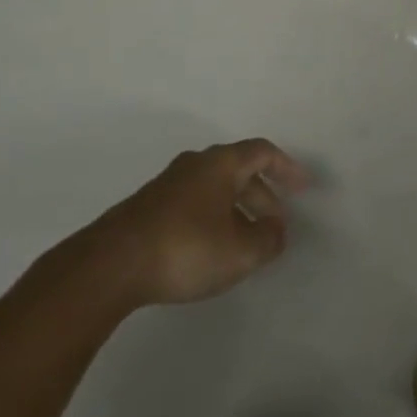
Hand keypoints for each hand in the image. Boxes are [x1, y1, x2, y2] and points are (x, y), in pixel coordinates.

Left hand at [84, 139, 311, 307]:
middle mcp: (196, 164)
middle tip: (276, 226)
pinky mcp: (150, 207)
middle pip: (238, 170)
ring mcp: (169, 184)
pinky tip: (211, 249)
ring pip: (215, 188)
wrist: (112, 263)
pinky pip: (195, 203)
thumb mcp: (239, 251)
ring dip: (237, 209)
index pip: (262, 152)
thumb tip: (277, 230)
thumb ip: (267, 240)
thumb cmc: (185, 248)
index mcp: (220, 164)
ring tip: (246, 242)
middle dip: (262, 196)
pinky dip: (214, 218)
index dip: (287, 168)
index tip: (303, 187)